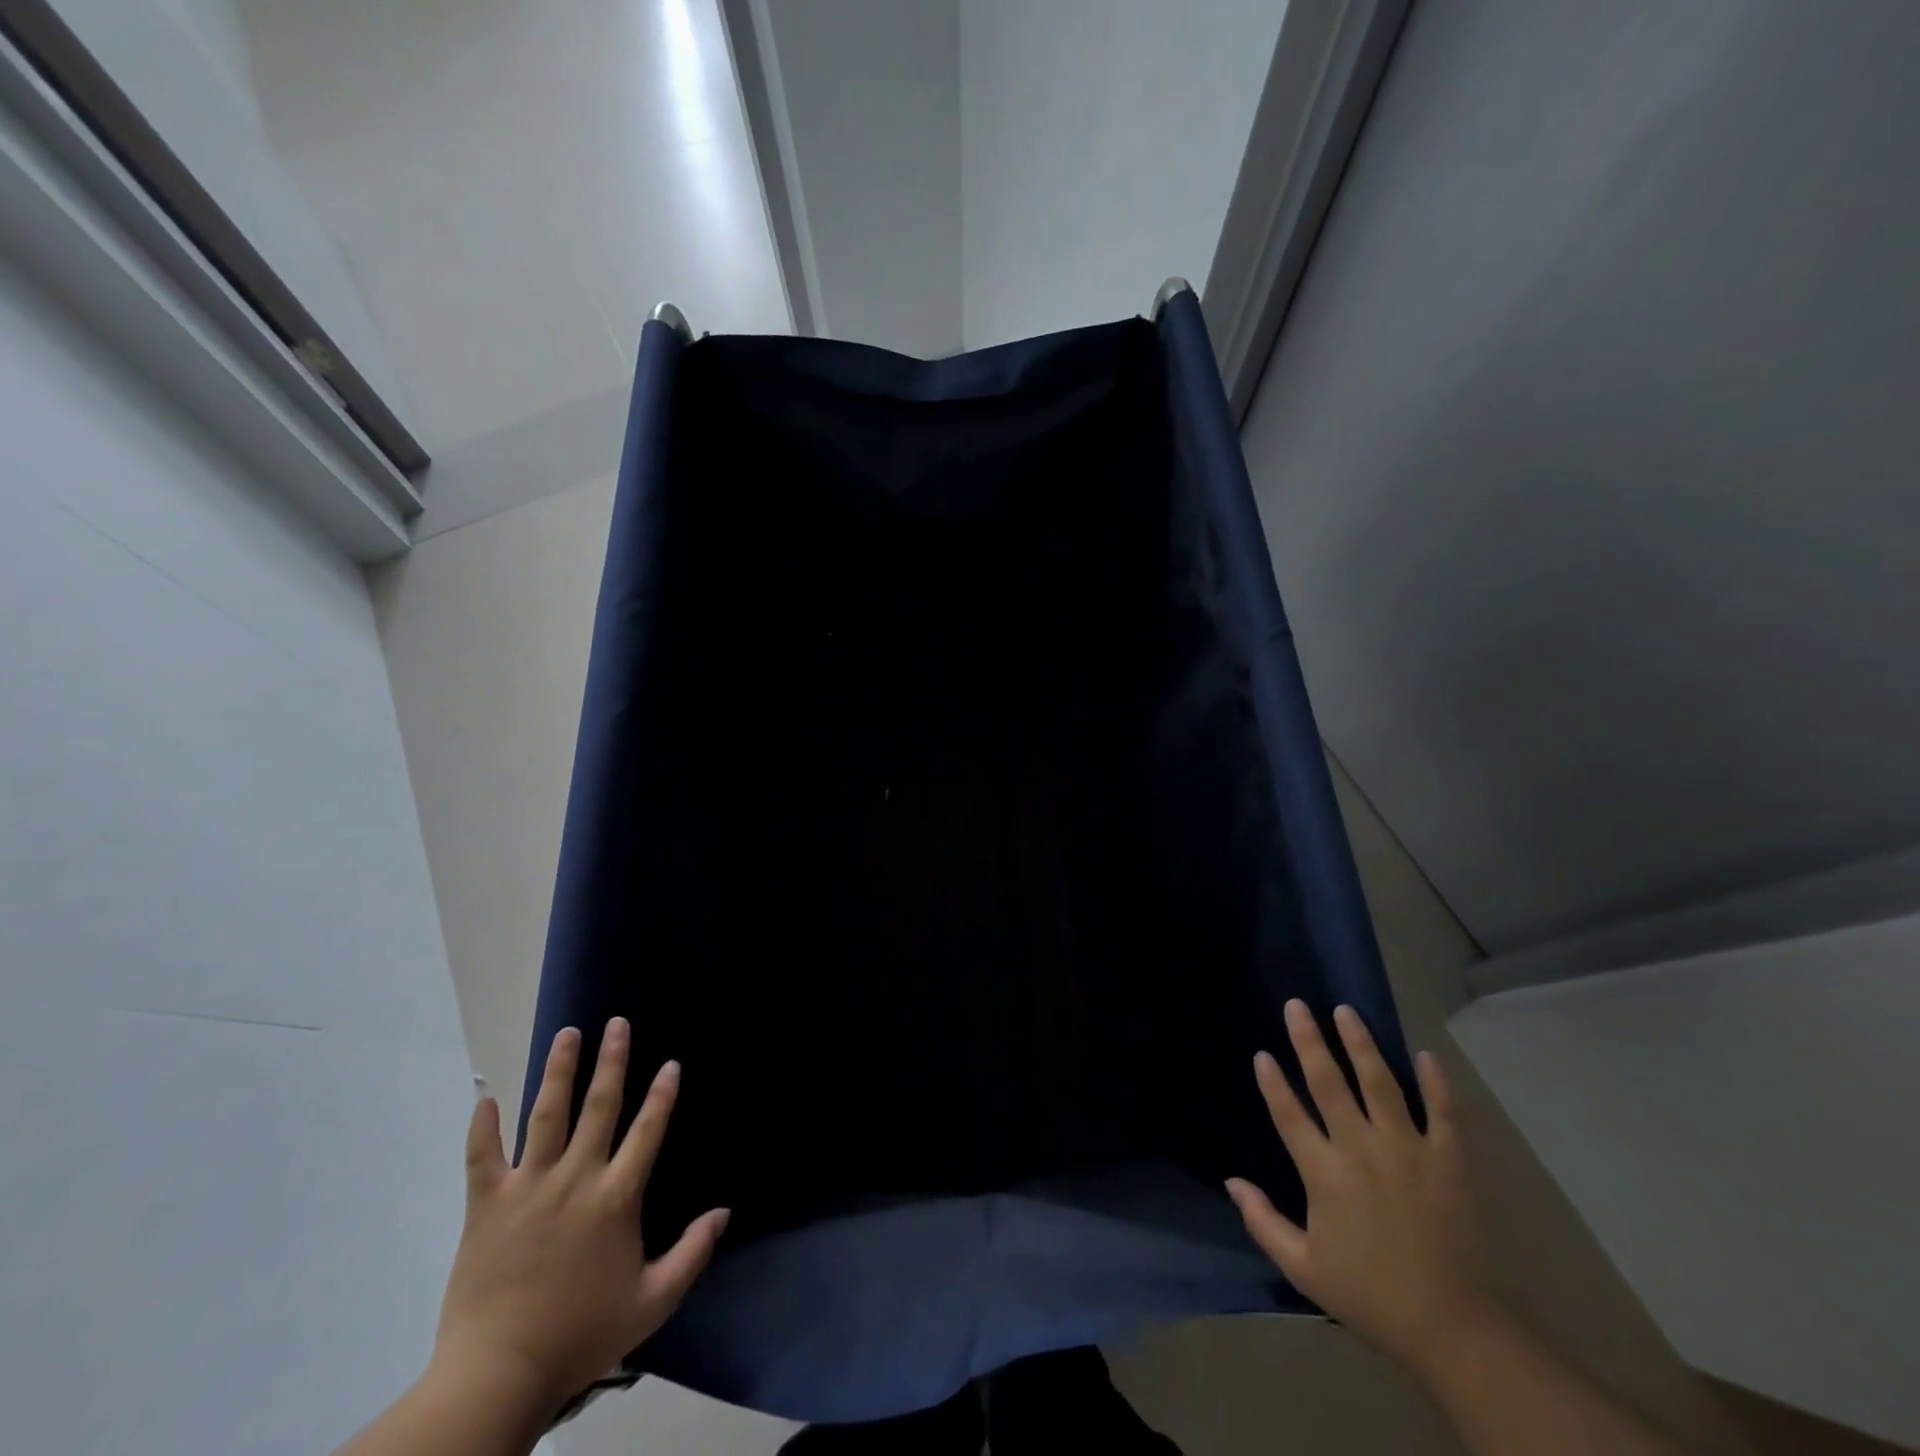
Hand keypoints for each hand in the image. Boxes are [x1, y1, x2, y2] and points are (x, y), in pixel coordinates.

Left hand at [432, 1018, 729, 1419]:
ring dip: (558, 1071)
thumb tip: (725, 1212)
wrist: (498, 1376)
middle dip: (611, 1061)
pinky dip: (482, 1126)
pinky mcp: (486, 1206)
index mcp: (616, 1197)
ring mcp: (528, 1187)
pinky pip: (482, 1157)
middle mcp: (576, 1178)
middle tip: (617, 1024)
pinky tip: (485, 1096)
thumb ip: (692, 1253)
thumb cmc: (581, 1334)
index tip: (671, 1063)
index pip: (647, 1131)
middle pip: (598, 1106)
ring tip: (567, 1035)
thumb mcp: (652, 1302)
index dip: (662, 1095)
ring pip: (546, 1116)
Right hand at [1227, 1000, 1488, 1371]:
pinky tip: (1427, 1055)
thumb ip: (1262, 1221)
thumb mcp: (1303, 1268)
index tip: (1262, 1053)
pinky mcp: (1447, 1162)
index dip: (1273, 1082)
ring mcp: (1407, 1151)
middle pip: (1329, 1083)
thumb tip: (1231, 1181)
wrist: (1451, 1329)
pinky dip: (1437, 1083)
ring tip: (1346, 1011)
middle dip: (1309, 1040)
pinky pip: (1443, 1113)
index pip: (1289, 1114)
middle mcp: (1361, 1150)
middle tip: (1296, 1005)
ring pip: (1380, 1083)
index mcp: (1324, 1173)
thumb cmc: (1369, 1294)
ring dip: (1361, 1044)